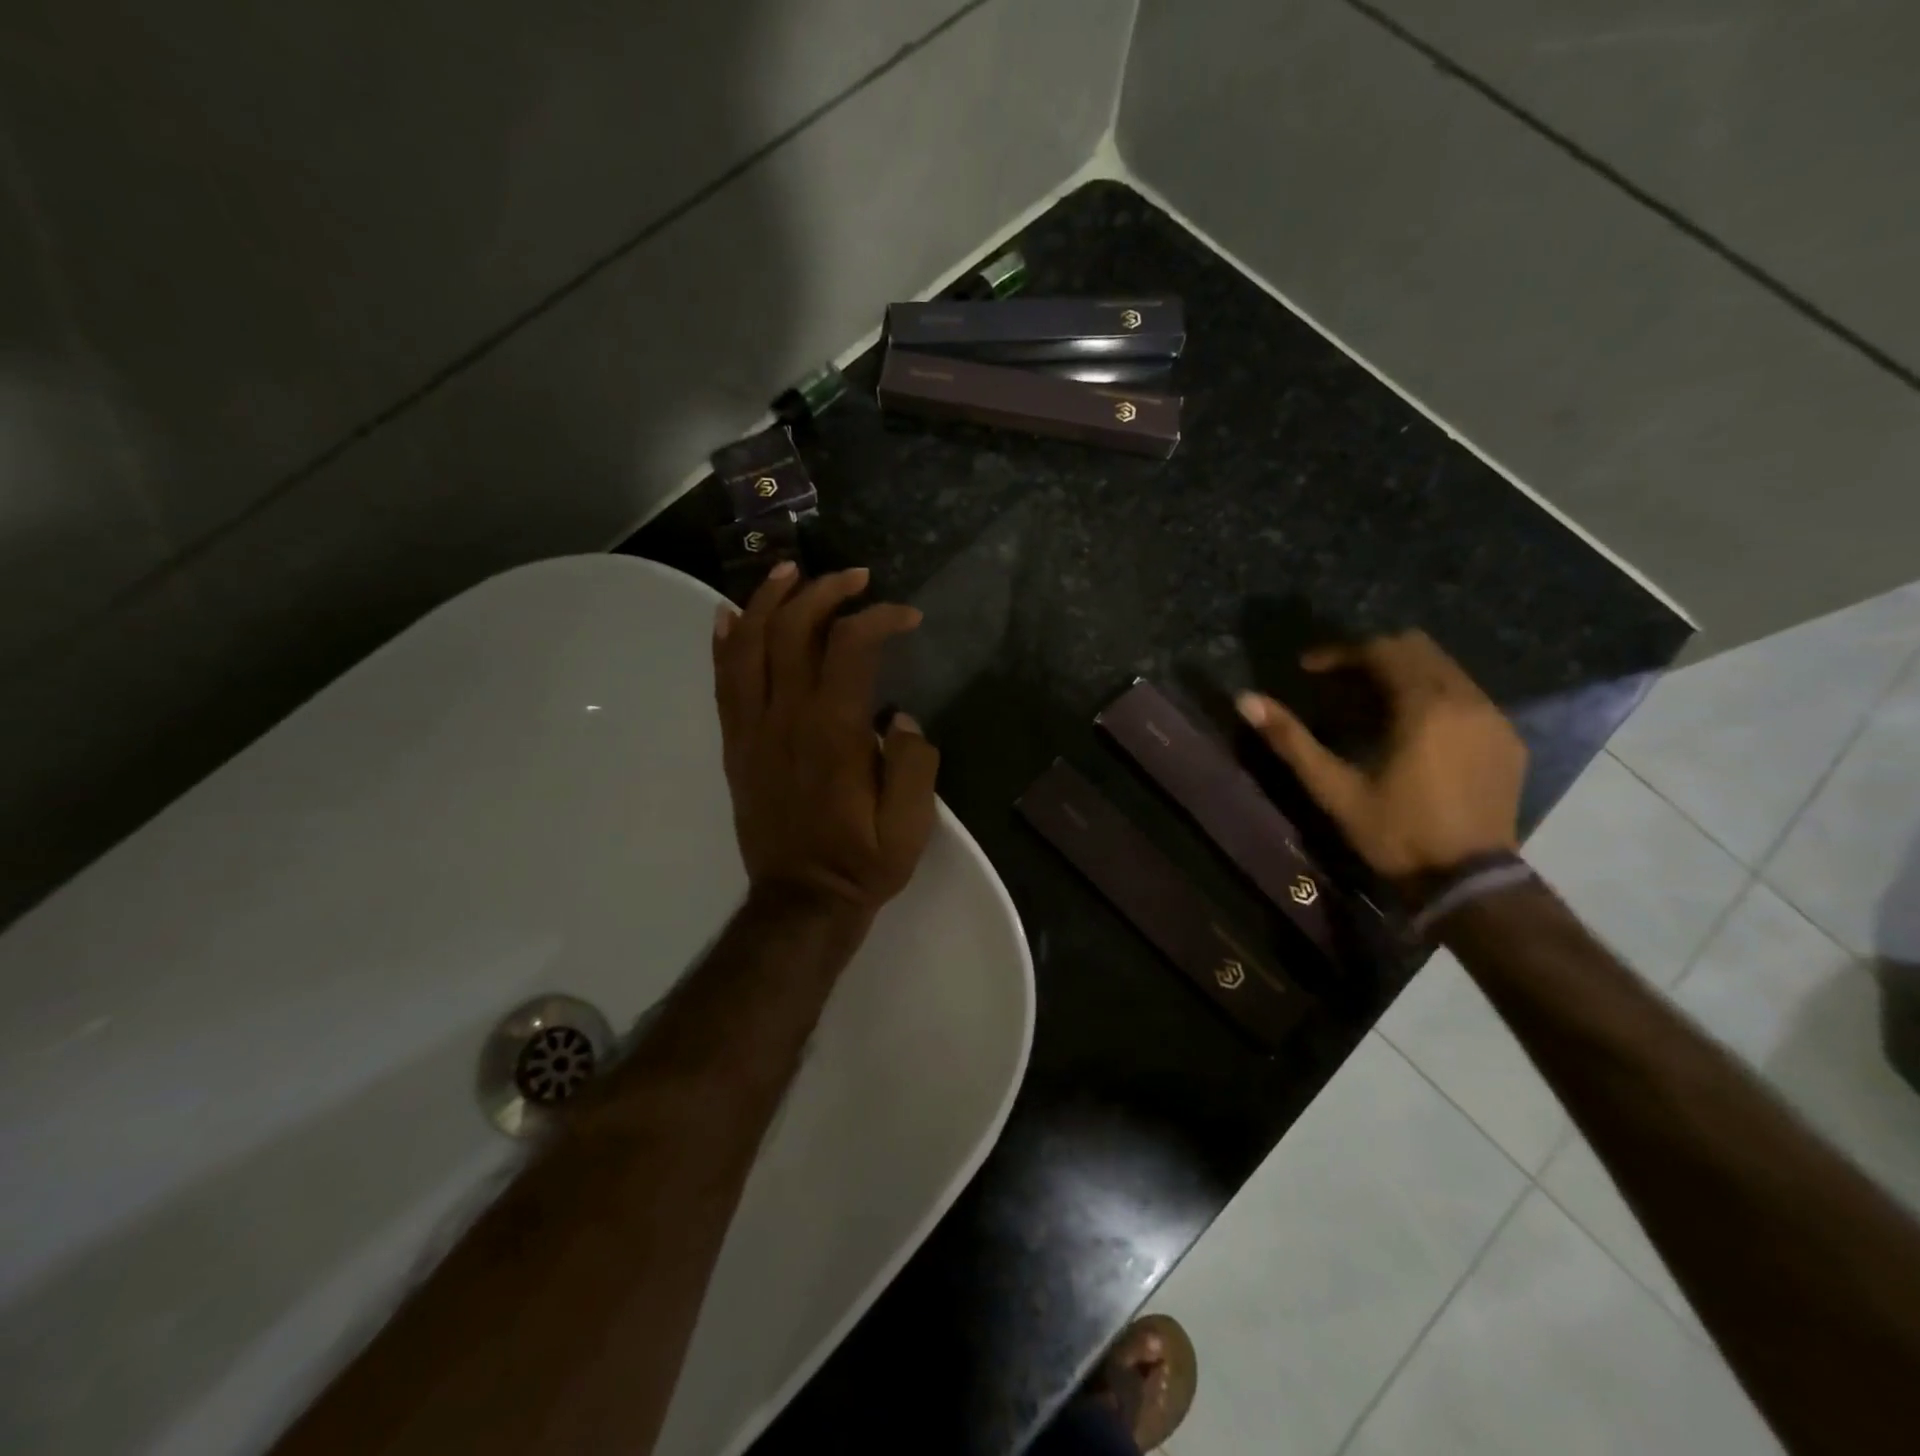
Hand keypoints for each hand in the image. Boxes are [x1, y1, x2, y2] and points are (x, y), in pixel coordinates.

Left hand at [712, 562, 939, 917]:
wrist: (801, 901)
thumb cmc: (861, 862)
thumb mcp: (910, 825)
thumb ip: (913, 763)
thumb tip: (899, 717)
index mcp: (833, 731)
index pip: (851, 645)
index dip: (880, 617)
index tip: (907, 617)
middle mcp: (786, 717)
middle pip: (794, 629)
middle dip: (825, 590)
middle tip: (855, 576)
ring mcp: (752, 729)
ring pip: (750, 644)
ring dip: (769, 599)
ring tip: (790, 571)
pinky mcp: (735, 745)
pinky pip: (723, 682)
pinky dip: (727, 642)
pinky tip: (732, 616)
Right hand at [1236, 631, 1525, 878]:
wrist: (1469, 881)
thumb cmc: (1395, 833)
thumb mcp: (1334, 789)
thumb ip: (1291, 740)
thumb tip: (1245, 700)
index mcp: (1424, 706)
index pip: (1382, 650)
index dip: (1341, 652)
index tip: (1308, 668)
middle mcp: (1467, 699)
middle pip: (1419, 648)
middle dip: (1375, 655)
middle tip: (1340, 680)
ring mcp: (1495, 719)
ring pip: (1447, 669)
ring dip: (1406, 673)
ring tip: (1372, 703)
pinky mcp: (1509, 740)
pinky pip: (1469, 696)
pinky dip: (1436, 696)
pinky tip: (1415, 730)